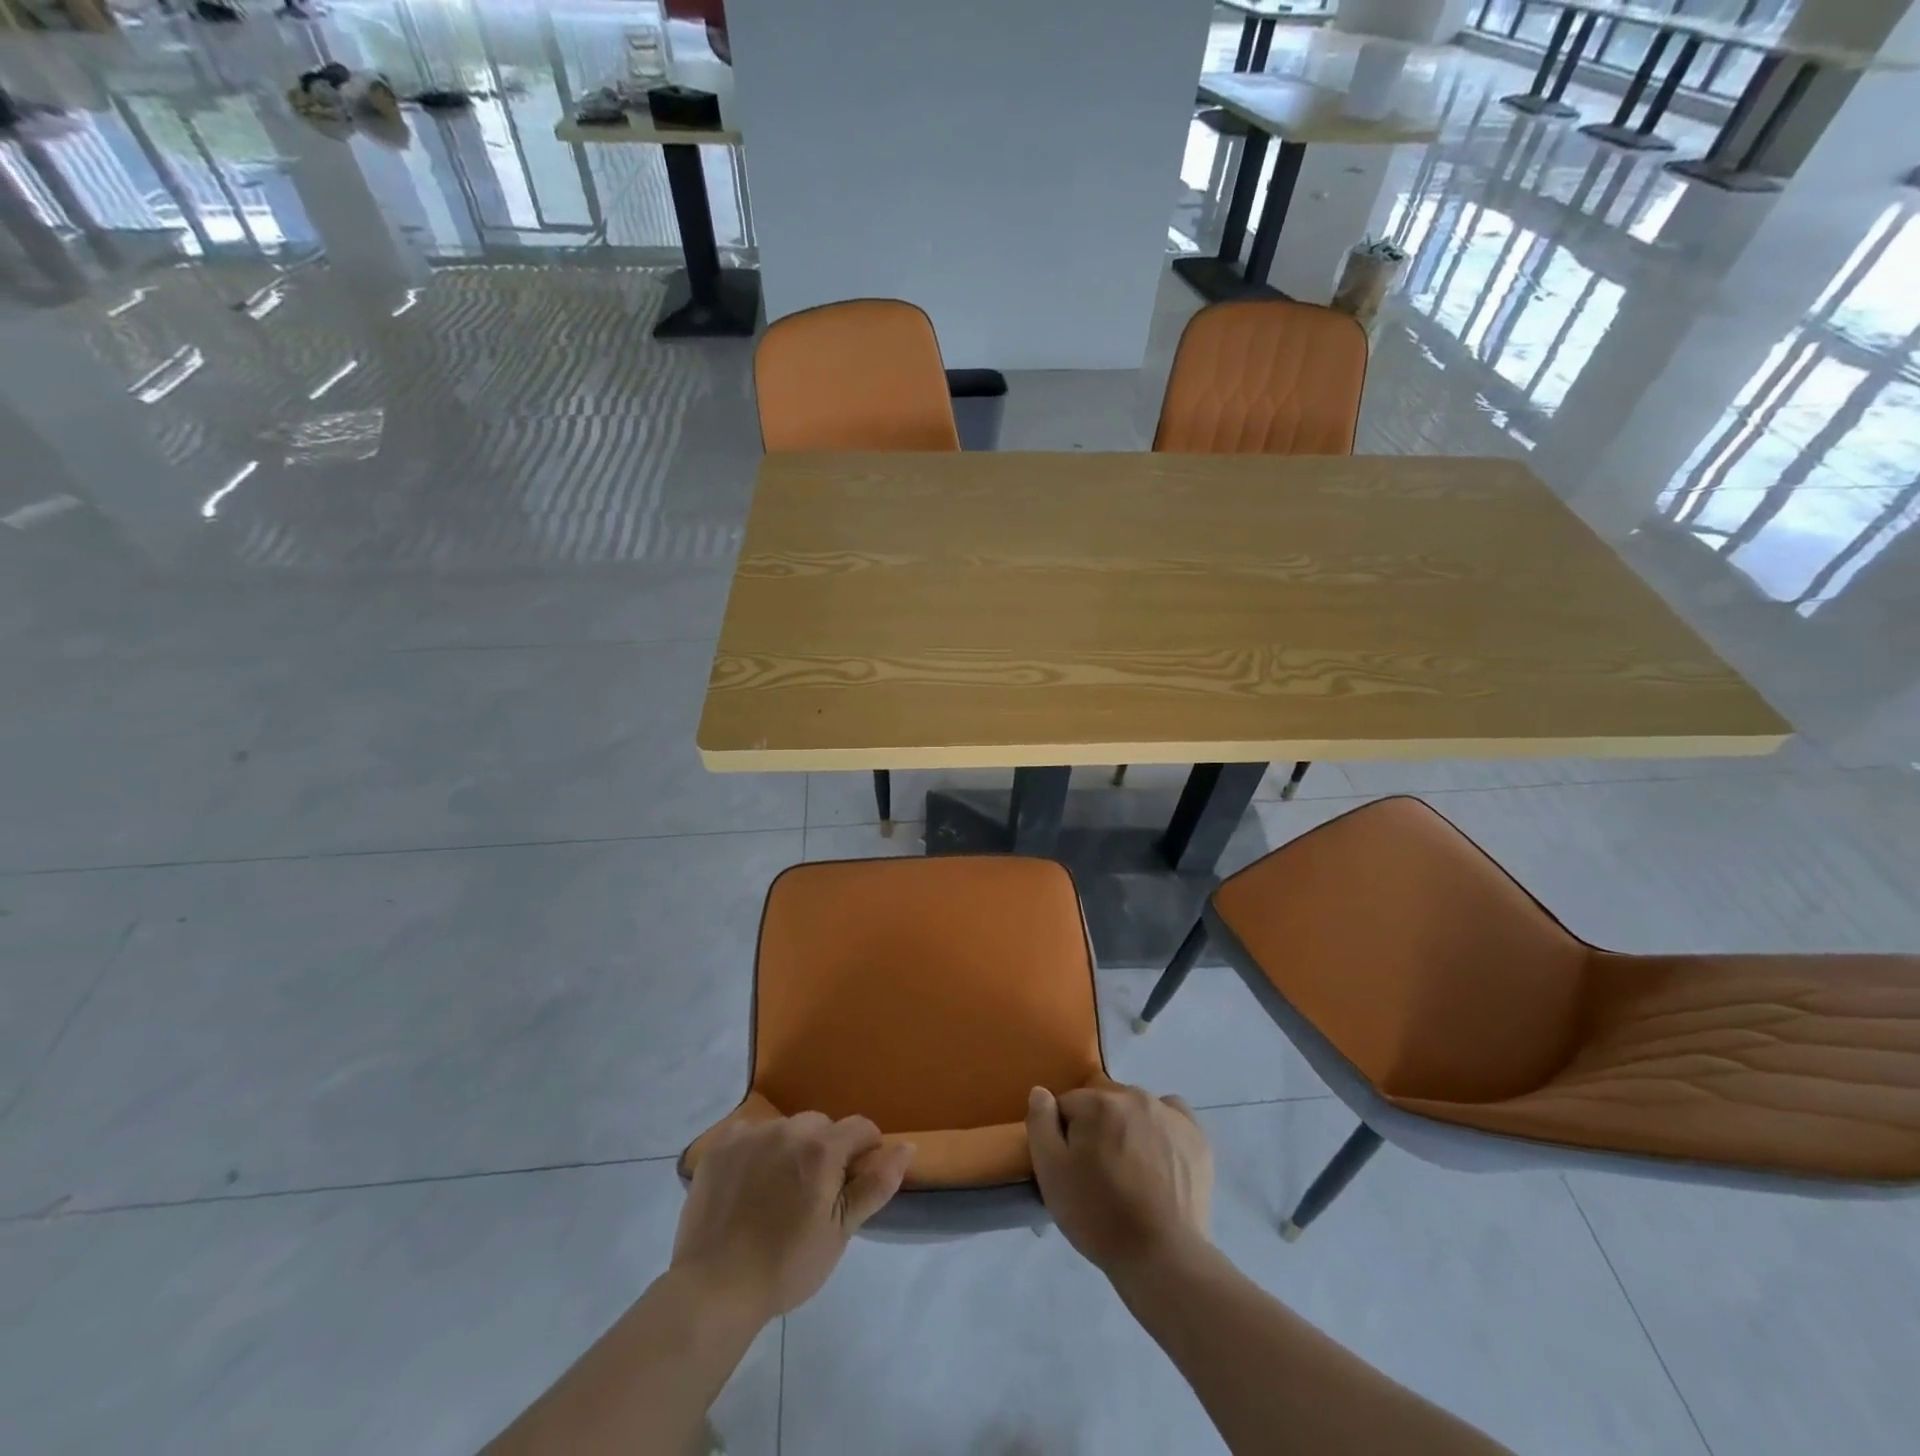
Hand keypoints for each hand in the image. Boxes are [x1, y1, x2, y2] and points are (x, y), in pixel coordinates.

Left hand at [671, 1113, 913, 1320]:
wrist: (714, 1288)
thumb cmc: (786, 1265)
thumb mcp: (840, 1232)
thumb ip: (875, 1184)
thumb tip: (907, 1146)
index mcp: (822, 1149)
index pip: (861, 1128)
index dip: (865, 1151)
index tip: (853, 1184)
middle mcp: (789, 1129)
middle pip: (822, 1125)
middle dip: (826, 1150)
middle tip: (812, 1194)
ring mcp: (751, 1133)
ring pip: (786, 1127)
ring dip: (791, 1148)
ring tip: (777, 1191)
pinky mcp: (721, 1145)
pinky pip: (751, 1133)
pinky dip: (756, 1150)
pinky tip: (748, 1183)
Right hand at [1026, 1084, 1211, 1276]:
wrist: (1163, 1258)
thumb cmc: (1099, 1216)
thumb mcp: (1051, 1174)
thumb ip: (1040, 1124)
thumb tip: (1041, 1092)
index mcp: (1097, 1103)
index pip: (1068, 1106)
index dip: (1064, 1136)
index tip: (1071, 1168)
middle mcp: (1134, 1096)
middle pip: (1103, 1105)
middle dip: (1097, 1130)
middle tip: (1100, 1174)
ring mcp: (1169, 1114)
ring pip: (1136, 1110)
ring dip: (1128, 1129)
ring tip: (1131, 1173)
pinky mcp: (1196, 1137)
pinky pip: (1171, 1116)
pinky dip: (1162, 1129)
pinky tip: (1159, 1157)